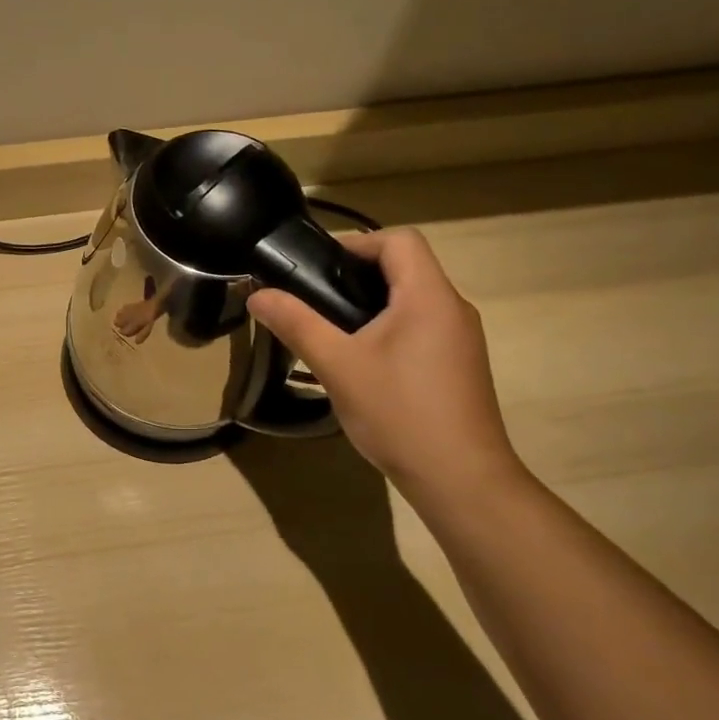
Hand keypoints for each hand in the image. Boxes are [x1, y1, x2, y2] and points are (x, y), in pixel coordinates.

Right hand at [248, 228, 523, 504]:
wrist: (460, 479)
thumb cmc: (399, 413)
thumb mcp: (337, 365)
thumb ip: (296, 324)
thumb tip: (258, 295)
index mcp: (429, 297)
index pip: (399, 240)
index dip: (355, 243)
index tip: (316, 268)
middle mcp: (452, 308)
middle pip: (405, 267)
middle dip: (355, 275)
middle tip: (313, 300)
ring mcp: (460, 339)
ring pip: (412, 300)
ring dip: (370, 305)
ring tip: (329, 332)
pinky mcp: (458, 366)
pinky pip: (420, 328)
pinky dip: (387, 330)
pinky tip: (361, 364)